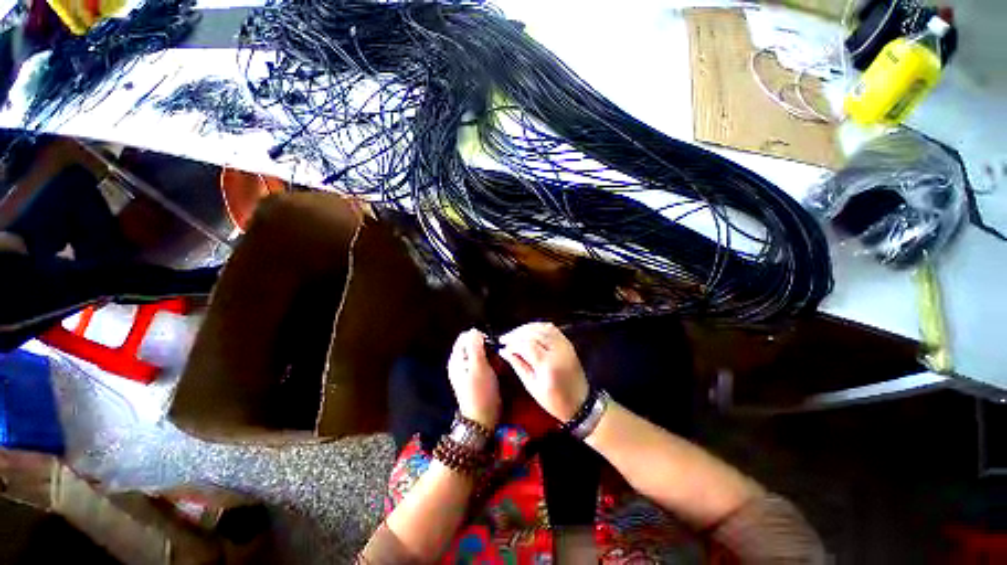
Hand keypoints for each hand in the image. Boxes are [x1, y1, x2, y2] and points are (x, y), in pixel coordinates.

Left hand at [447, 329, 500, 428]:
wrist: (483, 417)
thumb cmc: (480, 391)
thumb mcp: (478, 366)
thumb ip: (475, 346)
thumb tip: (474, 330)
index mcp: (457, 358)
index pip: (465, 337)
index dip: (478, 337)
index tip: (490, 345)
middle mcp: (460, 362)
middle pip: (474, 344)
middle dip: (487, 348)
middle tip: (494, 359)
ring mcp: (468, 369)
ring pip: (481, 353)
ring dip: (491, 356)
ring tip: (496, 367)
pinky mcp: (477, 376)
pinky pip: (485, 362)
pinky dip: (491, 364)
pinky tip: (496, 371)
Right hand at [499, 322, 588, 421]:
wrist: (580, 403)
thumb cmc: (554, 400)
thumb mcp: (532, 386)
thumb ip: (517, 365)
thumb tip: (504, 351)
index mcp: (549, 364)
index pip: (526, 344)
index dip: (513, 343)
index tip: (503, 346)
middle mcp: (558, 350)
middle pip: (534, 332)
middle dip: (517, 333)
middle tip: (505, 338)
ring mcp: (564, 344)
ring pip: (542, 327)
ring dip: (526, 328)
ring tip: (514, 334)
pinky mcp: (567, 343)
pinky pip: (551, 328)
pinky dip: (538, 327)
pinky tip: (529, 332)